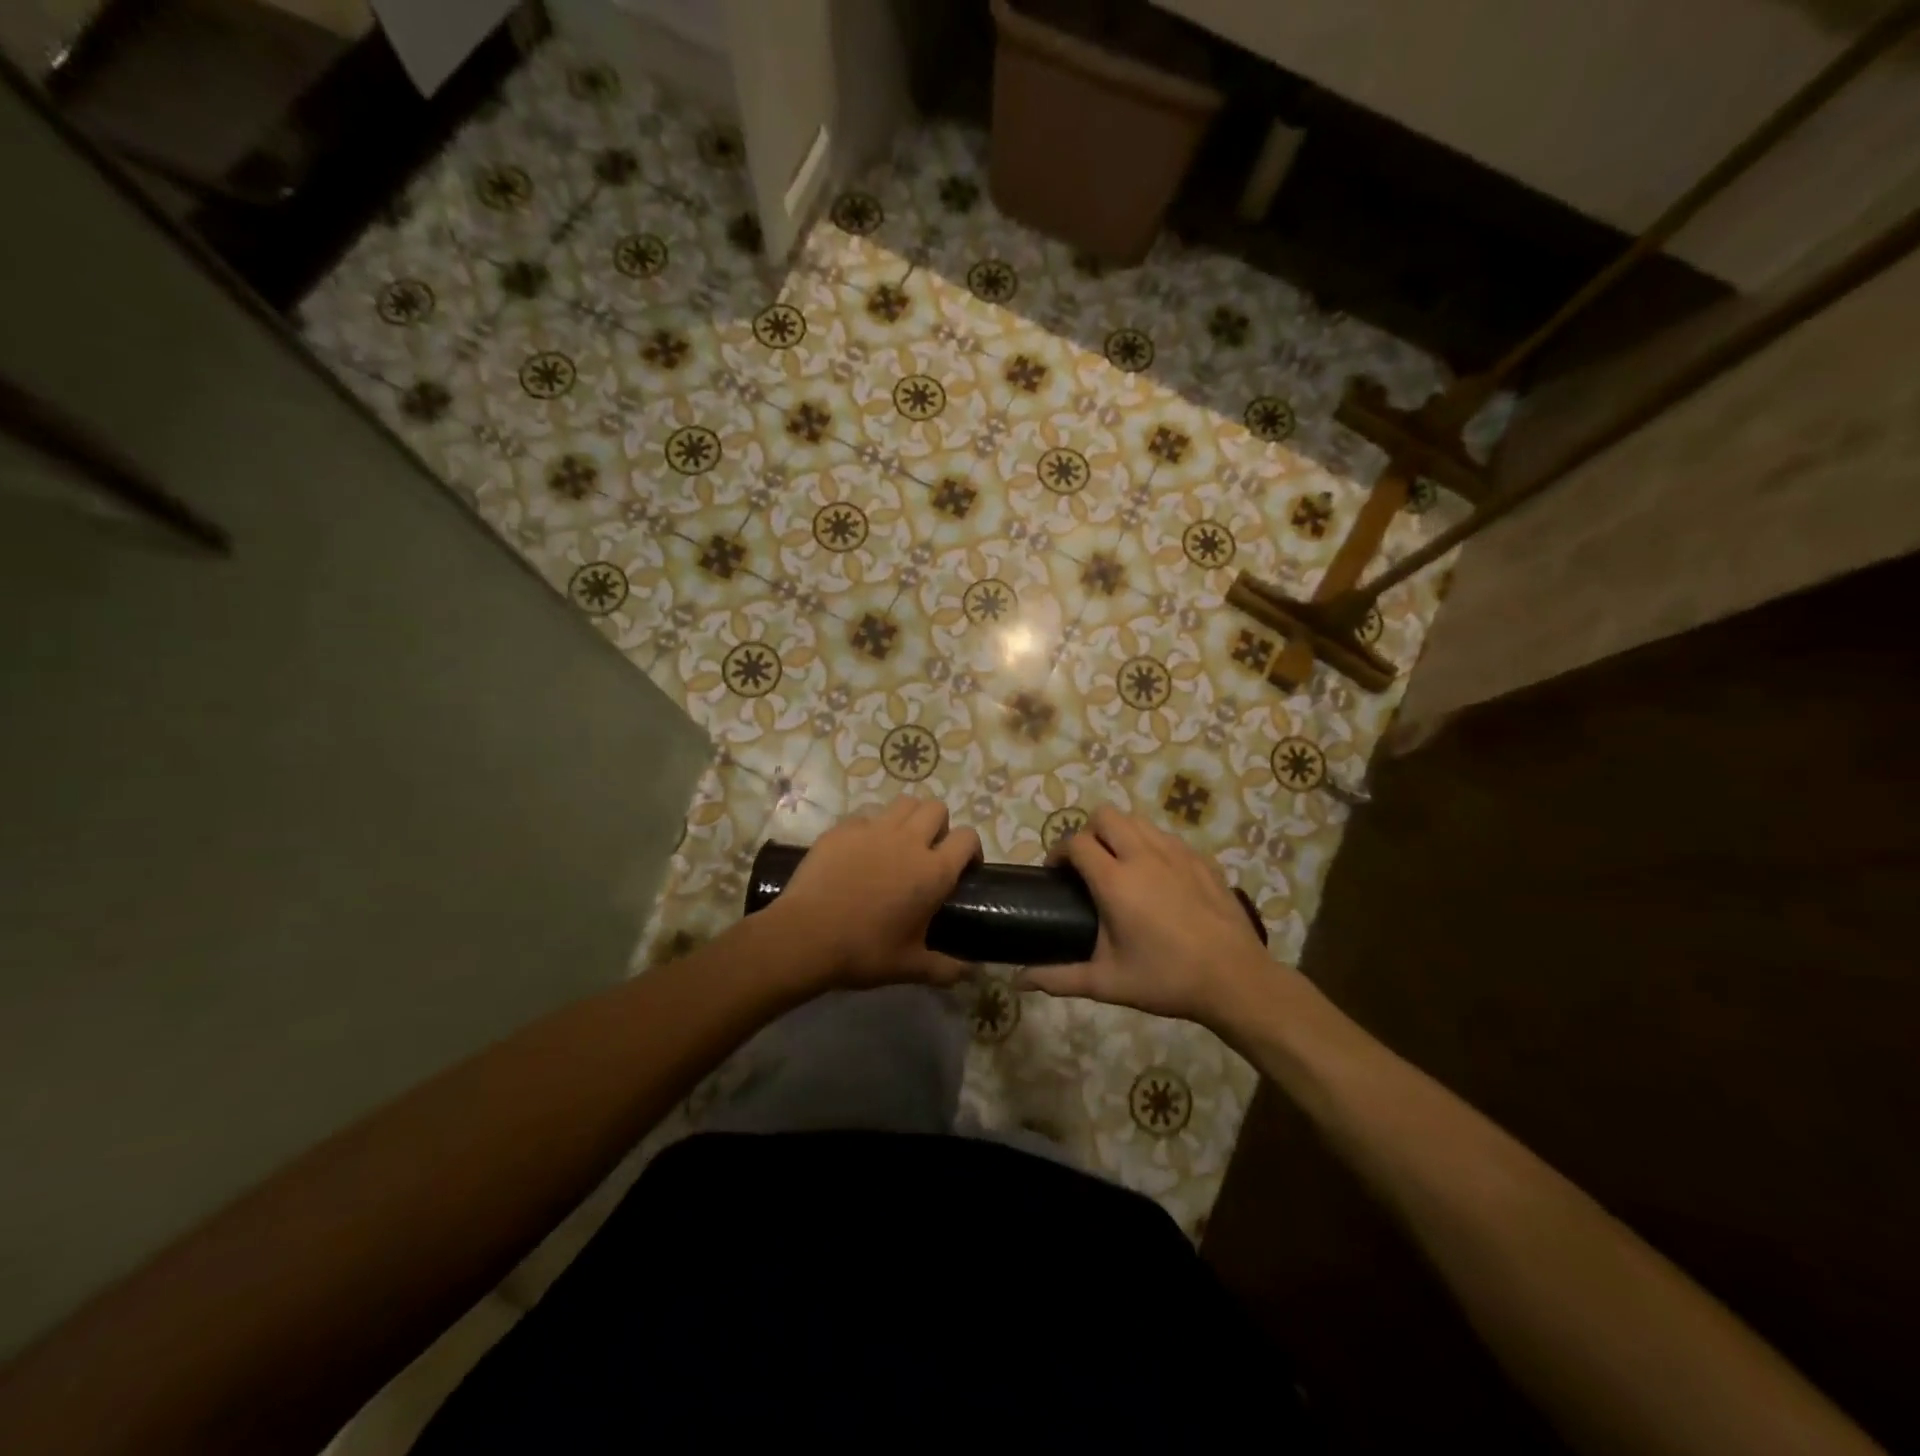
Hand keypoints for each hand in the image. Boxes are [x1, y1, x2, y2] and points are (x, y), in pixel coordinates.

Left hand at [775, 796, 980, 987]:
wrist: (806, 936)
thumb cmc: (864, 951)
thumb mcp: (910, 967)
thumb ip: (946, 969)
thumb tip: (972, 975)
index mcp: (933, 872)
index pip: (967, 838)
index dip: (971, 849)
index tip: (964, 868)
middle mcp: (909, 841)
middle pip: (936, 809)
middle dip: (939, 825)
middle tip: (929, 852)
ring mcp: (873, 830)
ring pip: (903, 803)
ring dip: (909, 817)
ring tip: (899, 843)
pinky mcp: (842, 829)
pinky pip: (866, 816)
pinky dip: (871, 827)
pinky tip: (861, 851)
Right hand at [1023, 806, 1278, 1026]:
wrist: (1235, 979)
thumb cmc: (1166, 979)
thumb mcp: (1107, 983)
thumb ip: (1059, 978)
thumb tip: (1019, 980)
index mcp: (1115, 880)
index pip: (1075, 843)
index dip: (1059, 853)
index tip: (1056, 874)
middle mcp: (1143, 855)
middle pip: (1105, 816)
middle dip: (1089, 833)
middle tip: (1088, 866)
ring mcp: (1176, 853)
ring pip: (1137, 820)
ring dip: (1120, 834)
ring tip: (1120, 866)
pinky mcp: (1200, 859)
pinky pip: (1166, 836)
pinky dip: (1151, 845)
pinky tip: (1157, 878)